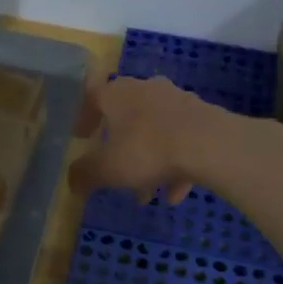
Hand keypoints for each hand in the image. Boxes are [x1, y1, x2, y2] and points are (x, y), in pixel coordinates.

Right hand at [68, 74, 225, 203]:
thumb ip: (84, 174)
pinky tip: (174, 194)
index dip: (83, 118)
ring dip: (148, 160)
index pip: (92, 97)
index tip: (81, 137)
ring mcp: (177, 100)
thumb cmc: (147, 150)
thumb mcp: (106, 169)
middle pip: (126, 116)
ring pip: (155, 131)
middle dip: (119, 145)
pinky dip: (174, 165)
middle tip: (114, 169)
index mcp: (117, 93)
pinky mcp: (203, 116)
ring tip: (145, 193)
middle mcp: (145, 89)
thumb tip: (72, 181)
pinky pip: (181, 141)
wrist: (210, 144)